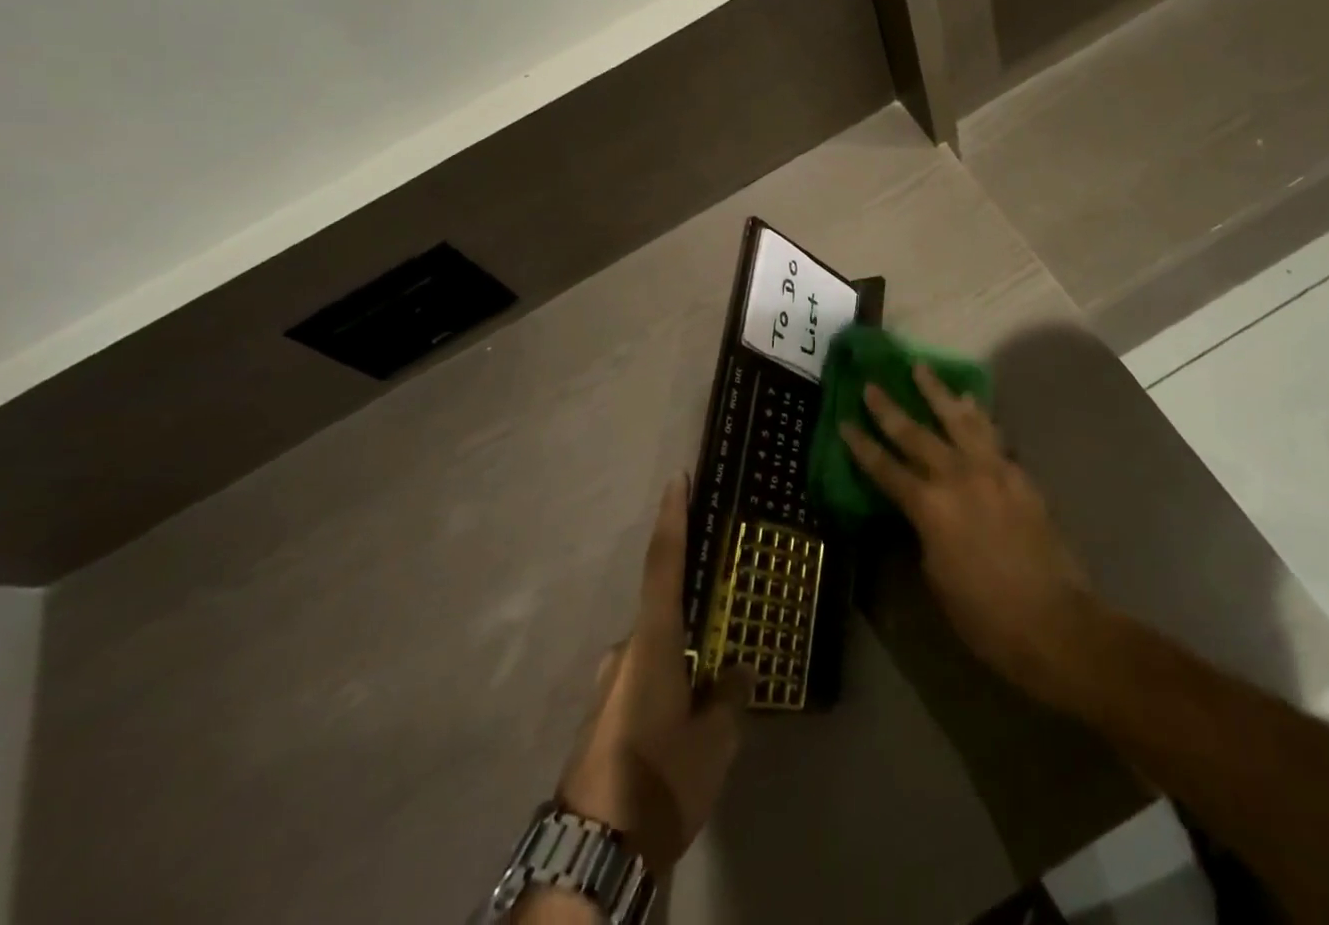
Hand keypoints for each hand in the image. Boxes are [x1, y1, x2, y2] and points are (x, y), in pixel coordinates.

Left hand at [556, 476, 752, 877]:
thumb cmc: (660, 777)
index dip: (672, 519)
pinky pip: (641, 684)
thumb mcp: (714, 740)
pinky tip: (681, 730)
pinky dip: (665, 690)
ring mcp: (607, 684)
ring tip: (707, 704)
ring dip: (679, 667)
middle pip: (663, 616)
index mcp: (653, 642)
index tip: (676, 479)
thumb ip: (729, 697)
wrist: (594, 850)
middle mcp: (625, 651)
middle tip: (720, 646)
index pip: (664, 564)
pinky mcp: (602, 715)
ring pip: (654, 656)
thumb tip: (735, 672)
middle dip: (692, 625)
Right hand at [842, 366, 1103, 712]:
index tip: (844, 421)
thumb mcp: (936, 576)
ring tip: (920, 368)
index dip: (862, 446)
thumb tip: (922, 510)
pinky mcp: (1019, 474)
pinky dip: (977, 414)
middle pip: (915, 434)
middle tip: (871, 385)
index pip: (885, 469)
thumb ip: (924, 532)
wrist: (1054, 621)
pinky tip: (970, 400)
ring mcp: (992, 470)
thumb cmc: (984, 615)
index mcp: (929, 508)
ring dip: (936, 392)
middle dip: (889, 409)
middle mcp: (956, 477)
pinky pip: (992, 434)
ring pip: (957, 419)